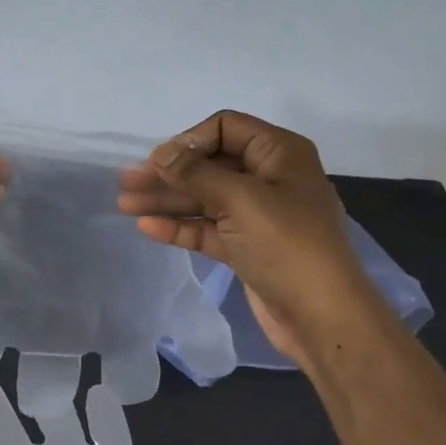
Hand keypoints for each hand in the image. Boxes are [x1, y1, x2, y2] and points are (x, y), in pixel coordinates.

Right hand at [117, 111, 362, 356]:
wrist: (321, 315)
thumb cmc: (287, 245)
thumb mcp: (241, 200)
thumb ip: (196, 174)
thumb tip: (160, 155)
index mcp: (279, 154)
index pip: (226, 128)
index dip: (189, 140)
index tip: (158, 161)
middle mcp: (268, 178)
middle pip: (209, 164)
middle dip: (168, 173)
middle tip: (126, 181)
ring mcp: (256, 215)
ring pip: (203, 198)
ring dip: (166, 200)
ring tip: (124, 205)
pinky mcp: (245, 246)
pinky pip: (206, 228)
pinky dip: (179, 226)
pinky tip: (147, 227)